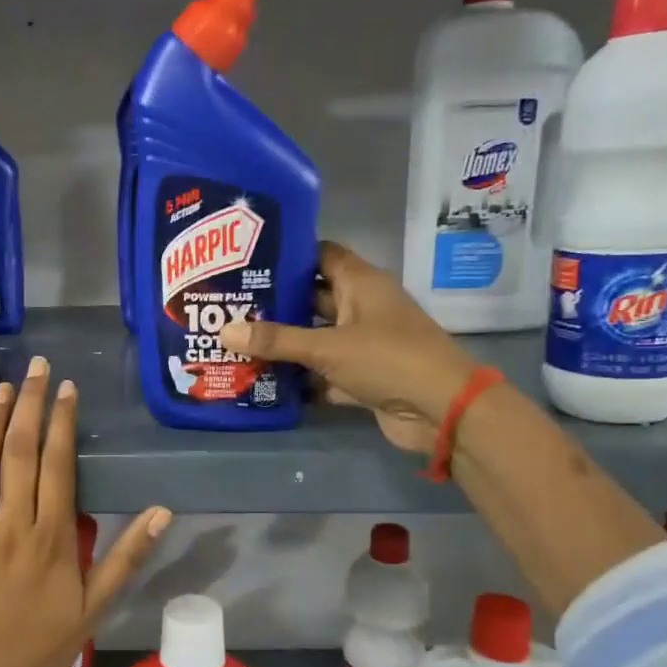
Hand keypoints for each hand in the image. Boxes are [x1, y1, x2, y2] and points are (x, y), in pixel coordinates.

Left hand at [0, 355, 170, 666]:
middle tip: (39, 367)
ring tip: (6, 386)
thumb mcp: (97, 604)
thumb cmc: (46, 645)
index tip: (68, 388)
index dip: (64, 421)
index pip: (59, 464)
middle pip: (21, 452)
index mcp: (52, 537)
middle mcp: (12, 525)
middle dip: (32, 404)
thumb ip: (128, 555)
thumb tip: (162, 509)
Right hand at [220, 241, 481, 452]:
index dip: (289, 255)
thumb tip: (223, 331)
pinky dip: (300, 378)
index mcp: (361, 284)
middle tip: (232, 306)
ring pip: (316, 338)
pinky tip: (264, 380)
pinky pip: (324, 372)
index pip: (321, 255)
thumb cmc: (388, 359)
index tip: (249, 261)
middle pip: (313, 298)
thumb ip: (276, 340)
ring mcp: (364, 344)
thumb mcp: (327, 346)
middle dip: (277, 303)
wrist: (443, 410)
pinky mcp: (363, 377)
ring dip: (285, 343)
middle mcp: (362, 308)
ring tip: (238, 341)